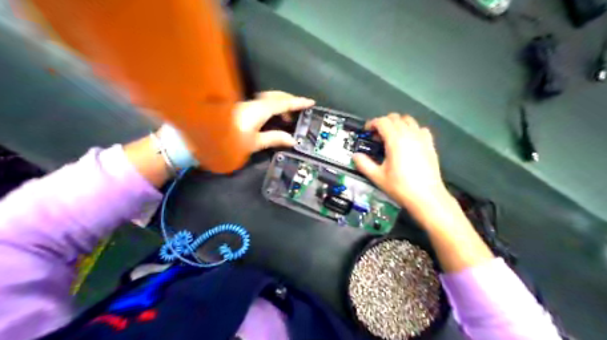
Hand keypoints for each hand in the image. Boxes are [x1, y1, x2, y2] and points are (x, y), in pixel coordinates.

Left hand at [235, 92, 314, 151]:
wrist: (204, 136)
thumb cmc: (230, 141)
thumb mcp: (255, 143)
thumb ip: (274, 138)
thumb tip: (292, 140)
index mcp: (260, 109)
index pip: (283, 103)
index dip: (298, 103)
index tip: (310, 102)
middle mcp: (253, 102)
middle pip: (275, 96)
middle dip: (289, 100)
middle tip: (298, 109)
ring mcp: (245, 103)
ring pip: (267, 98)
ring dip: (279, 103)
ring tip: (286, 117)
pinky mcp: (240, 107)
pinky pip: (260, 102)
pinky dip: (270, 106)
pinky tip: (270, 117)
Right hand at [352, 114, 449, 213]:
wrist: (426, 197)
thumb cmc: (400, 187)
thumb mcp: (378, 177)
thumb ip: (364, 164)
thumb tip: (355, 156)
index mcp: (395, 140)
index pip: (382, 122)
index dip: (372, 123)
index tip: (367, 131)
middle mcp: (409, 135)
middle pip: (395, 118)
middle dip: (383, 122)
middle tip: (377, 135)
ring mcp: (422, 138)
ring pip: (408, 120)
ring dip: (397, 124)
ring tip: (392, 136)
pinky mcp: (430, 144)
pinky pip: (420, 129)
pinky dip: (412, 130)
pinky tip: (408, 141)